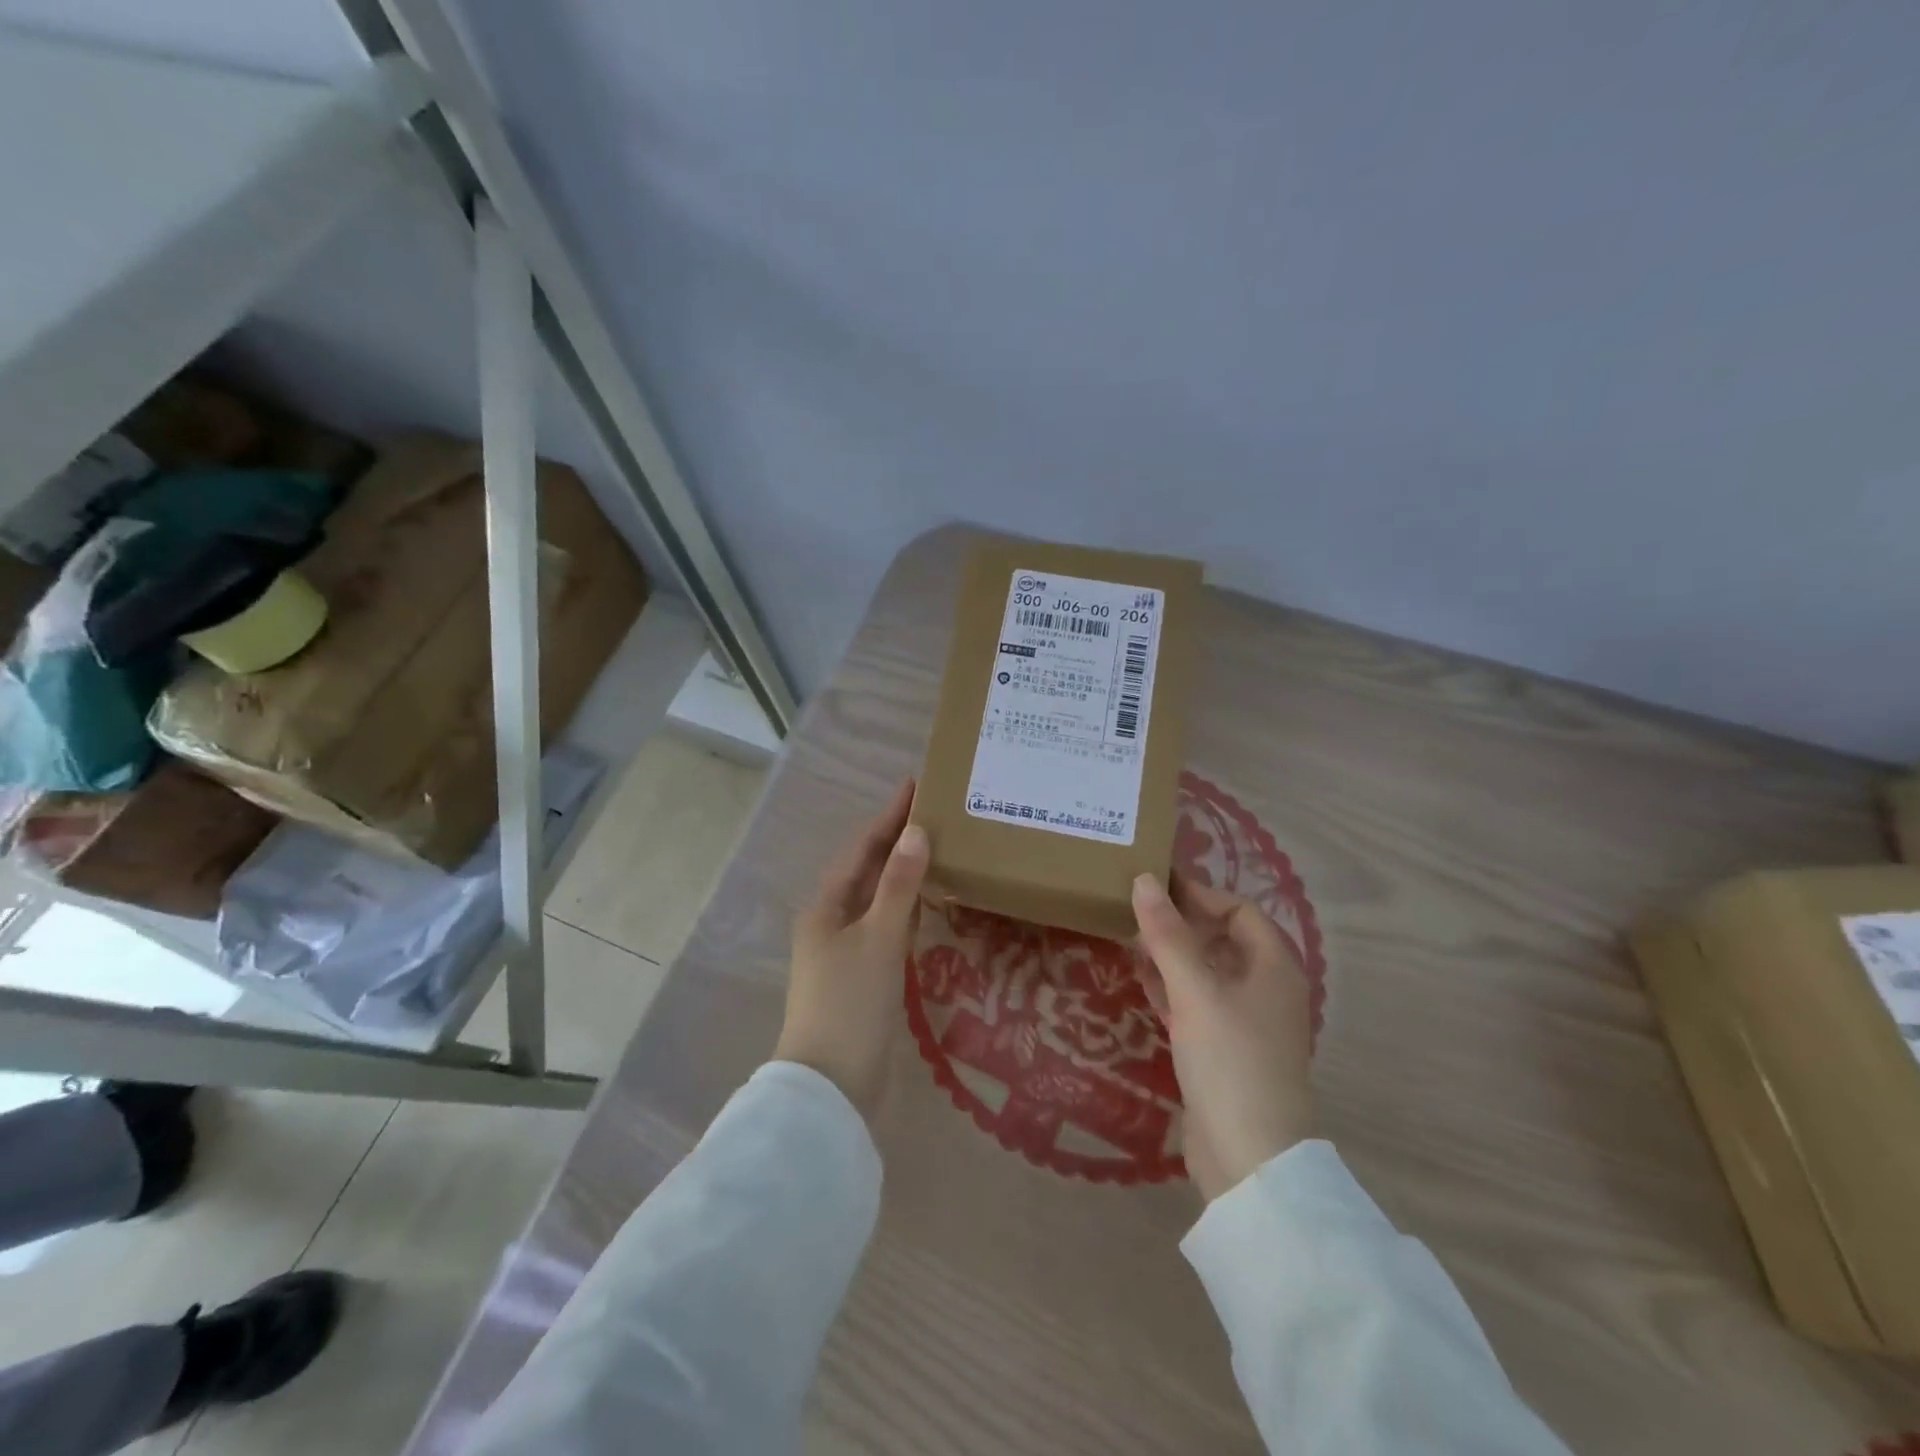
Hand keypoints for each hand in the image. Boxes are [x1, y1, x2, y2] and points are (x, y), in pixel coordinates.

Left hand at [775, 779, 929, 1120]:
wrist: (833, 1087)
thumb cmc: (850, 1003)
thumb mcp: (878, 938)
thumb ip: (899, 885)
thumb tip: (916, 832)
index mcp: (826, 906)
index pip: (862, 848)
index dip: (888, 816)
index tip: (916, 785)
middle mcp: (833, 922)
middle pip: (869, 870)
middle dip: (898, 840)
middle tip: (937, 813)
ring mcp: (847, 952)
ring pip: (880, 899)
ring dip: (904, 873)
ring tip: (939, 847)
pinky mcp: (865, 978)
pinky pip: (889, 928)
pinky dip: (909, 909)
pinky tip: (930, 903)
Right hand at [1133, 872, 1313, 1202]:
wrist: (1250, 1158)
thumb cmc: (1231, 1060)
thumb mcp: (1196, 990)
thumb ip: (1168, 935)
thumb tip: (1145, 880)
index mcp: (1273, 967)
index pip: (1240, 910)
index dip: (1200, 895)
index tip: (1155, 886)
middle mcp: (1264, 988)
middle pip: (1223, 939)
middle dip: (1181, 923)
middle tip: (1134, 909)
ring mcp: (1245, 1022)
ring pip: (1206, 971)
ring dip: (1172, 954)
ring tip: (1129, 937)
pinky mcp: (1223, 1050)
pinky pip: (1196, 1003)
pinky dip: (1171, 987)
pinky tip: (1141, 979)